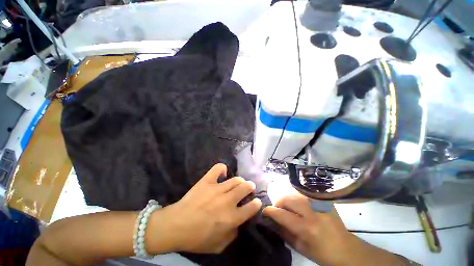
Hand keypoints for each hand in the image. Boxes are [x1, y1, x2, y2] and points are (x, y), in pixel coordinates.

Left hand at [150, 163, 261, 253]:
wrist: (175, 226)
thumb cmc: (197, 239)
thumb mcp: (219, 246)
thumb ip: (232, 235)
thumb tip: (238, 224)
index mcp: (232, 218)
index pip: (251, 208)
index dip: (256, 204)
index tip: (256, 202)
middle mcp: (227, 201)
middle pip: (245, 188)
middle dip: (250, 187)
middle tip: (249, 187)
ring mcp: (217, 189)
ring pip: (235, 179)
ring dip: (240, 180)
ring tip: (239, 182)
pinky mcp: (207, 181)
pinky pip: (217, 169)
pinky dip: (222, 169)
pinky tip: (223, 172)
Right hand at [263, 194, 351, 265]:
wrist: (347, 249)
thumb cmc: (322, 253)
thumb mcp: (300, 248)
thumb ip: (284, 233)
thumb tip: (271, 221)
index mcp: (306, 228)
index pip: (282, 214)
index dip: (270, 211)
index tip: (265, 210)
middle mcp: (312, 212)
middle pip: (287, 199)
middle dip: (278, 202)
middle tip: (277, 208)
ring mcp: (319, 204)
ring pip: (294, 194)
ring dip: (287, 199)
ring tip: (287, 206)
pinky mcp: (323, 201)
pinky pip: (304, 194)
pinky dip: (296, 197)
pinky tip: (297, 203)